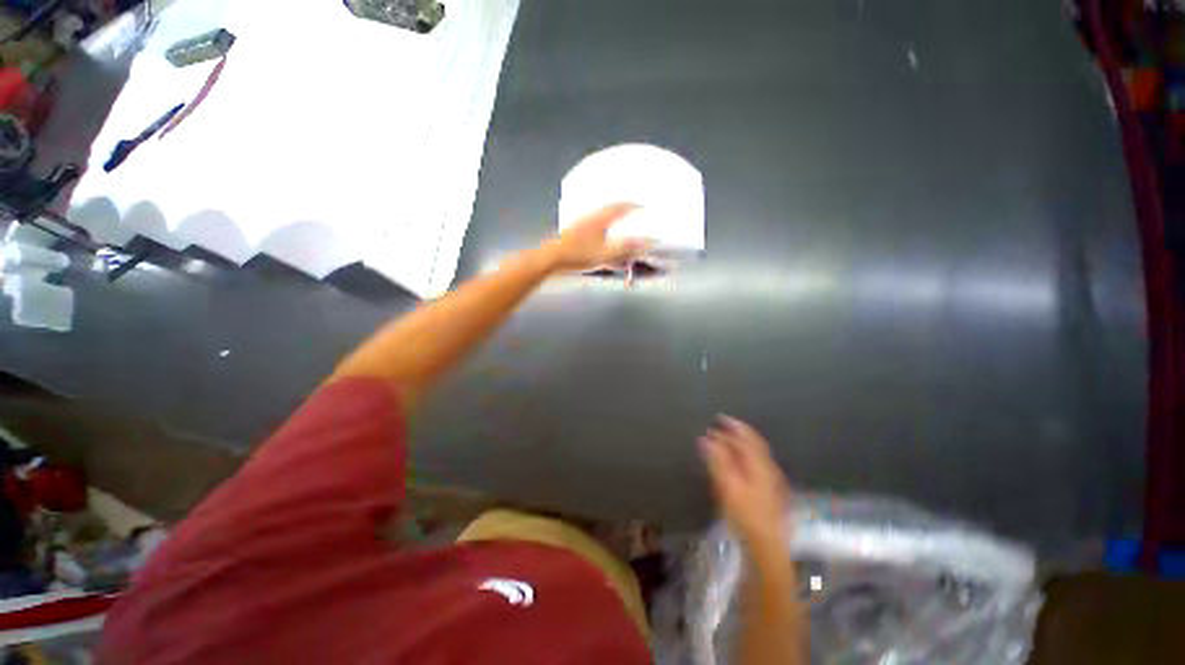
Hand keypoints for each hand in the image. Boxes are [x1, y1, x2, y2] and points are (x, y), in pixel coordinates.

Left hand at [543, 203, 651, 272]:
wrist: (552, 257)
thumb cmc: (579, 255)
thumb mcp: (606, 253)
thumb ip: (627, 248)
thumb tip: (647, 242)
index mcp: (600, 219)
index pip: (620, 207)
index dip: (632, 205)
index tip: (642, 204)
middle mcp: (591, 217)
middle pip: (610, 207)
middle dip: (622, 206)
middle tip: (631, 206)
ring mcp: (581, 223)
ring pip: (600, 214)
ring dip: (611, 213)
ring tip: (618, 215)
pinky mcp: (574, 231)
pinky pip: (592, 221)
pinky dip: (601, 222)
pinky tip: (599, 229)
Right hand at [700, 416, 792, 552]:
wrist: (766, 545)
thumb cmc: (745, 514)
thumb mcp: (727, 486)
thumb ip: (717, 460)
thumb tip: (704, 439)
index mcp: (759, 463)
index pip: (745, 438)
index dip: (731, 426)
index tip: (717, 419)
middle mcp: (768, 467)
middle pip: (753, 443)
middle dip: (735, 433)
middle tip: (718, 426)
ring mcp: (771, 479)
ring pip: (756, 453)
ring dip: (740, 443)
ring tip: (726, 439)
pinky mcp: (770, 490)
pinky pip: (757, 463)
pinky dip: (745, 455)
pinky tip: (738, 461)